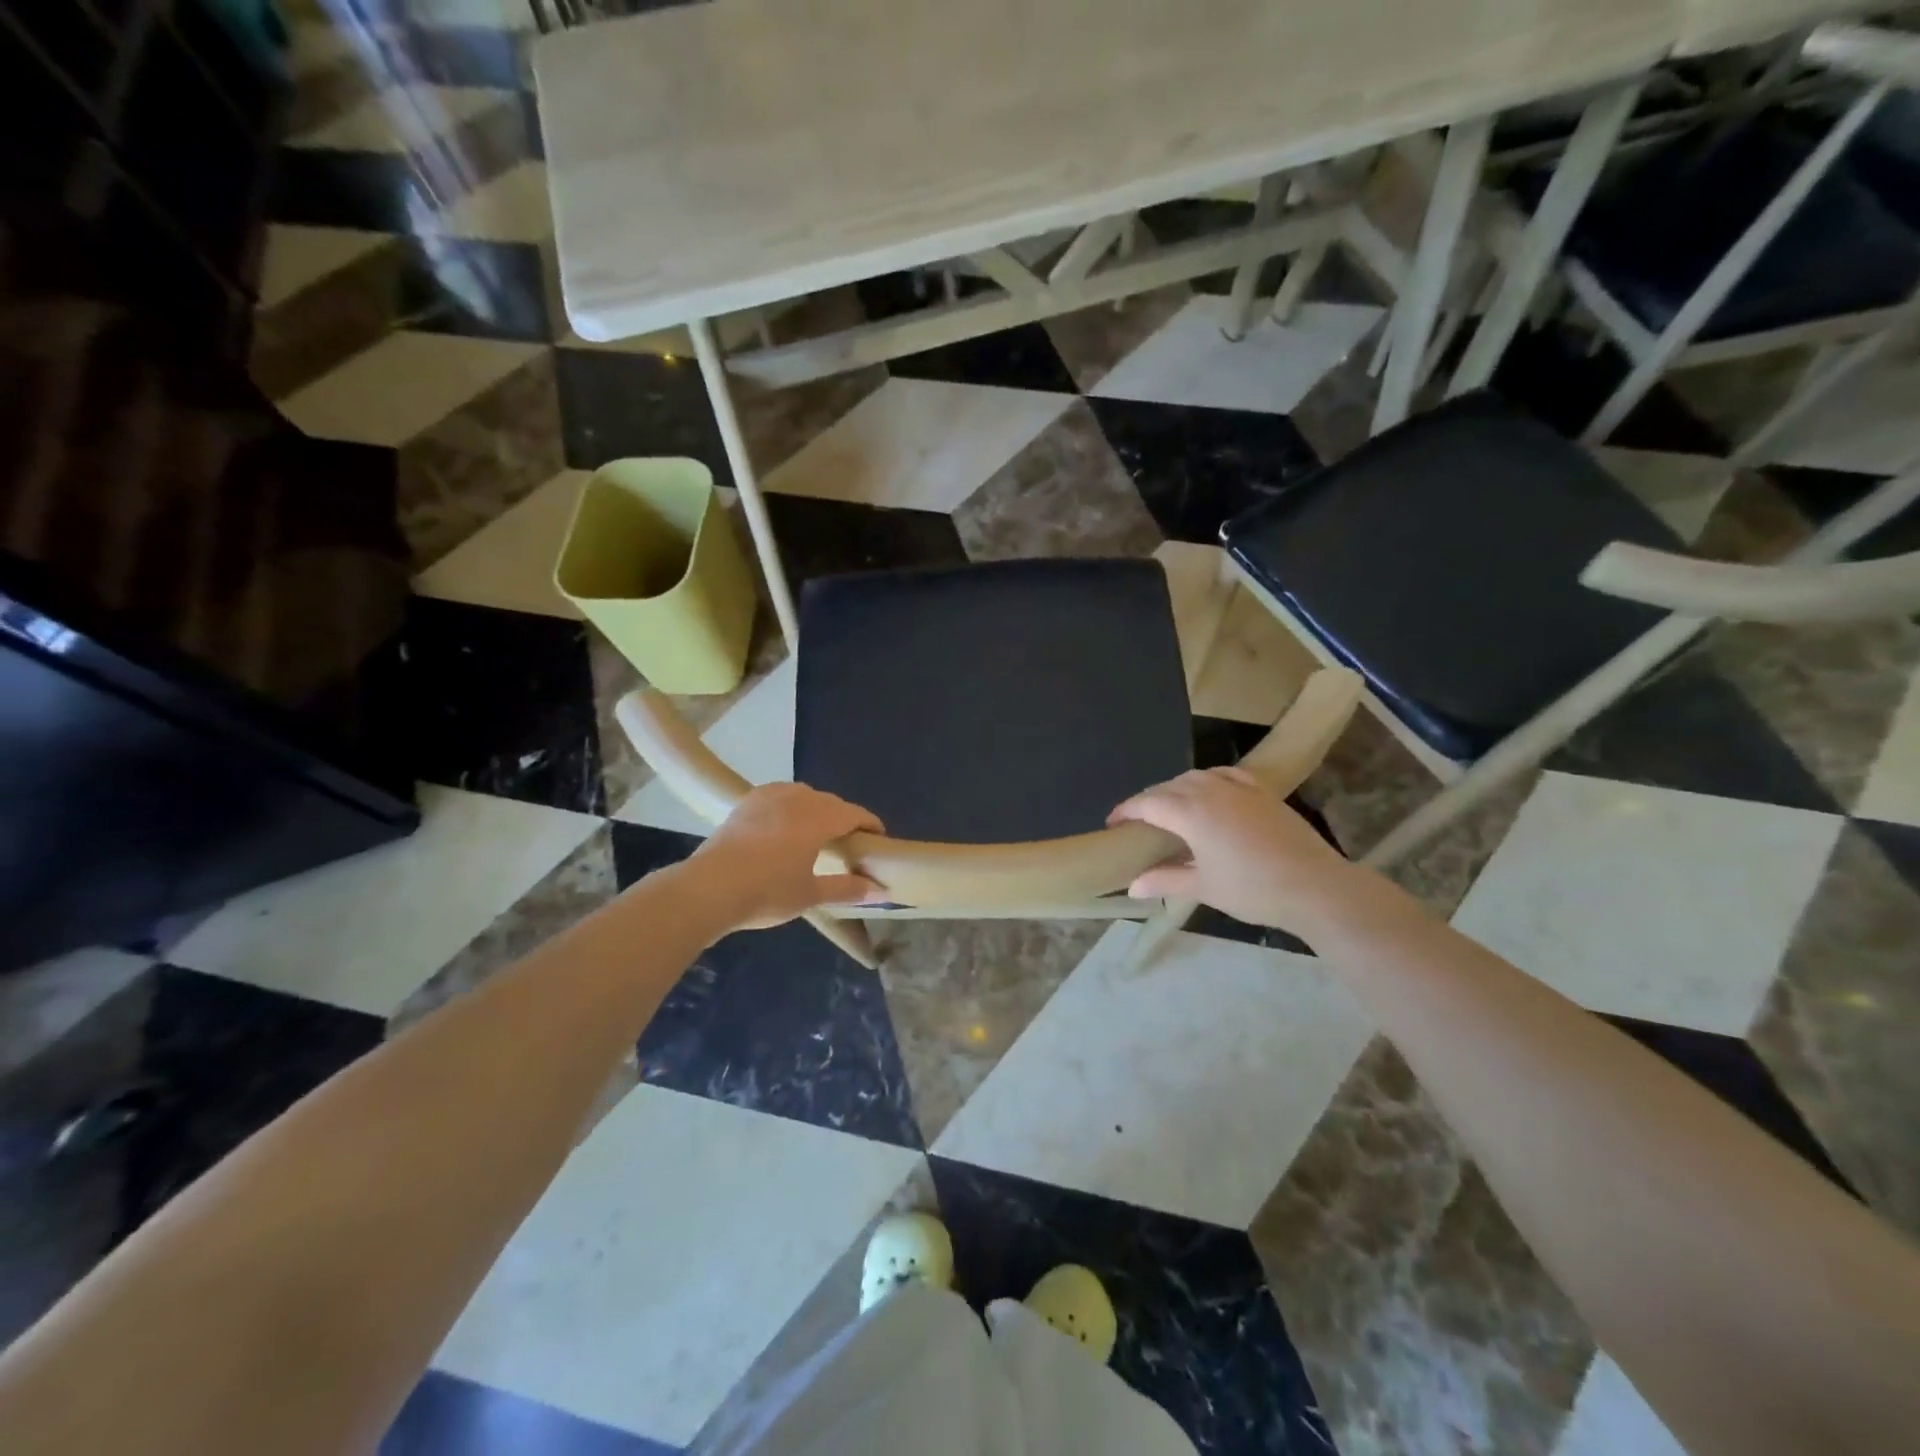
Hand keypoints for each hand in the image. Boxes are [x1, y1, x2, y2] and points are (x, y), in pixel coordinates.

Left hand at [685, 783, 884, 929]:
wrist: (709, 888)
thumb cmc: (767, 892)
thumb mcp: (811, 894)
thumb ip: (848, 889)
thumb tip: (882, 891)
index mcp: (819, 818)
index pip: (854, 814)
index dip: (870, 825)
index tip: (878, 839)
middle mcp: (798, 798)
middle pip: (831, 803)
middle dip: (843, 818)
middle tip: (847, 844)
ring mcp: (769, 796)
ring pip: (804, 796)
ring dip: (816, 809)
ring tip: (816, 833)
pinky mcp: (747, 801)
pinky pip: (780, 796)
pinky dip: (790, 806)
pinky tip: (784, 825)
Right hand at [1108, 767, 1390, 939]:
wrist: (1314, 886)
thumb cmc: (1252, 889)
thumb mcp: (1203, 887)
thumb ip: (1164, 880)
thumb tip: (1132, 887)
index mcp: (1191, 812)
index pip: (1148, 803)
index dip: (1126, 811)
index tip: (1112, 824)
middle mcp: (1210, 791)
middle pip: (1169, 787)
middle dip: (1149, 800)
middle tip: (1138, 822)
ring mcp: (1239, 788)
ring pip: (1196, 777)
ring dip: (1176, 789)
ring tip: (1170, 809)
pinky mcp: (1262, 792)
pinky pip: (1225, 775)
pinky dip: (1208, 780)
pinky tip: (1210, 791)